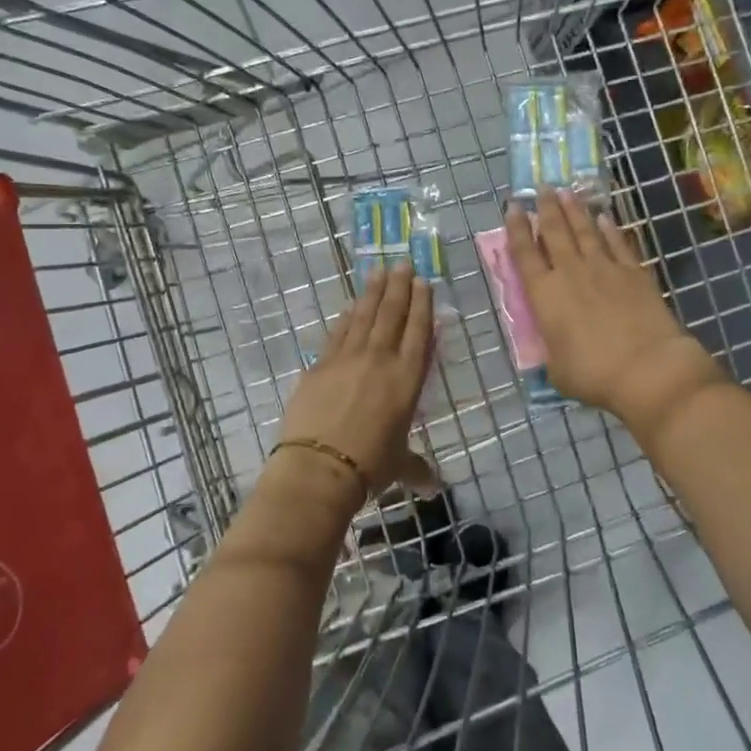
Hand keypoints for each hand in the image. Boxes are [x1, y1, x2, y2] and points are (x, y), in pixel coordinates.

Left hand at [275, 264, 432, 494]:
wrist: (319, 467)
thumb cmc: (369, 466)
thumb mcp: (399, 465)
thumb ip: (416, 468)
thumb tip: (432, 487)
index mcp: (406, 379)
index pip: (418, 333)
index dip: (421, 306)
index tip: (423, 282)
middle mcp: (380, 360)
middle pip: (391, 315)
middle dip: (398, 288)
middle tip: (402, 264)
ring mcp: (347, 359)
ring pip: (363, 317)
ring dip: (372, 293)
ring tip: (378, 271)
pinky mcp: (319, 365)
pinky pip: (337, 334)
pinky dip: (345, 318)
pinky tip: (349, 307)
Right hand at [504, 190, 720, 429]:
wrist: (648, 368)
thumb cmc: (593, 374)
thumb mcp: (557, 368)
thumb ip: (552, 349)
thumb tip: (556, 344)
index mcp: (545, 295)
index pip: (524, 254)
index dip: (517, 229)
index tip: (514, 207)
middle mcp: (571, 273)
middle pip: (555, 232)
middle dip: (547, 208)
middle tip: (542, 188)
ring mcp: (605, 269)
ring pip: (585, 231)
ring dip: (575, 210)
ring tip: (567, 192)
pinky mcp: (635, 273)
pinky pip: (619, 243)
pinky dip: (610, 229)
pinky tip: (605, 218)